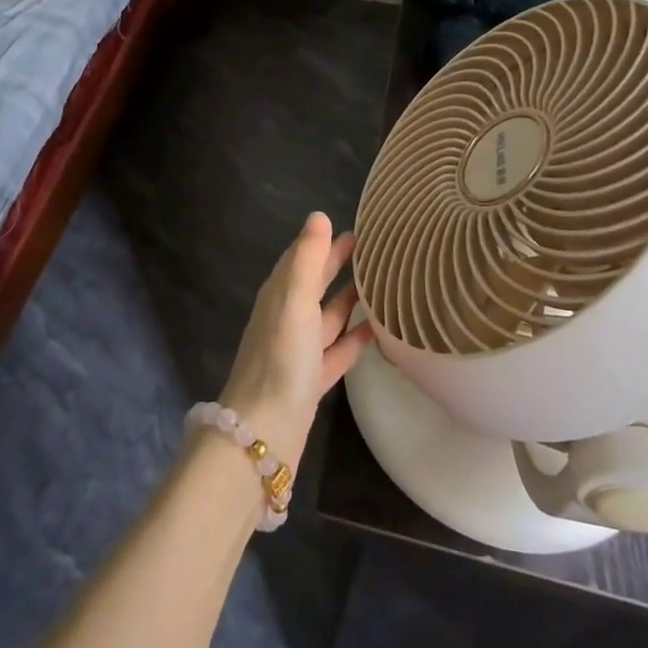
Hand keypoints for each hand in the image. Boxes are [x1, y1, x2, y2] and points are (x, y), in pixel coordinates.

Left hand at [216, 212, 374, 473]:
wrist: (265, 431)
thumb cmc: (281, 358)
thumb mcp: (294, 301)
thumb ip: (307, 259)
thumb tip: (319, 215)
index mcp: (279, 295)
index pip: (302, 256)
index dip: (323, 240)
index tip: (356, 226)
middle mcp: (287, 317)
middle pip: (315, 283)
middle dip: (337, 264)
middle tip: (373, 247)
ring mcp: (299, 350)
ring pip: (328, 316)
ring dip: (349, 299)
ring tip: (382, 283)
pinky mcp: (313, 379)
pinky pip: (338, 350)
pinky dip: (355, 338)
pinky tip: (378, 331)